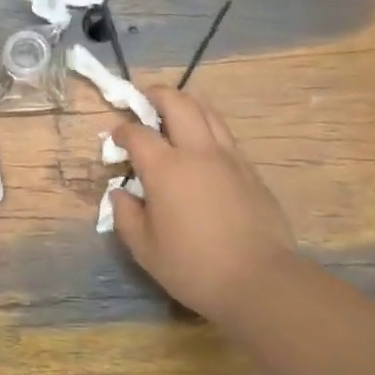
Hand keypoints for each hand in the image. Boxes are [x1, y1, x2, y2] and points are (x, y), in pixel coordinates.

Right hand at [108, 87, 300, 323]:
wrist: (259, 279)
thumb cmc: (193, 266)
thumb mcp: (145, 249)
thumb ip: (126, 215)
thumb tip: (119, 194)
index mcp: (165, 168)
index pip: (137, 134)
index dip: (121, 131)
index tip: (115, 139)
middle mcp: (197, 151)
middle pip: (177, 103)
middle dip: (157, 95)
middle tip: (145, 99)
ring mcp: (229, 157)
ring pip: (207, 111)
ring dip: (186, 104)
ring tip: (174, 112)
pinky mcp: (250, 170)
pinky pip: (225, 135)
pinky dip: (208, 128)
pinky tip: (203, 146)